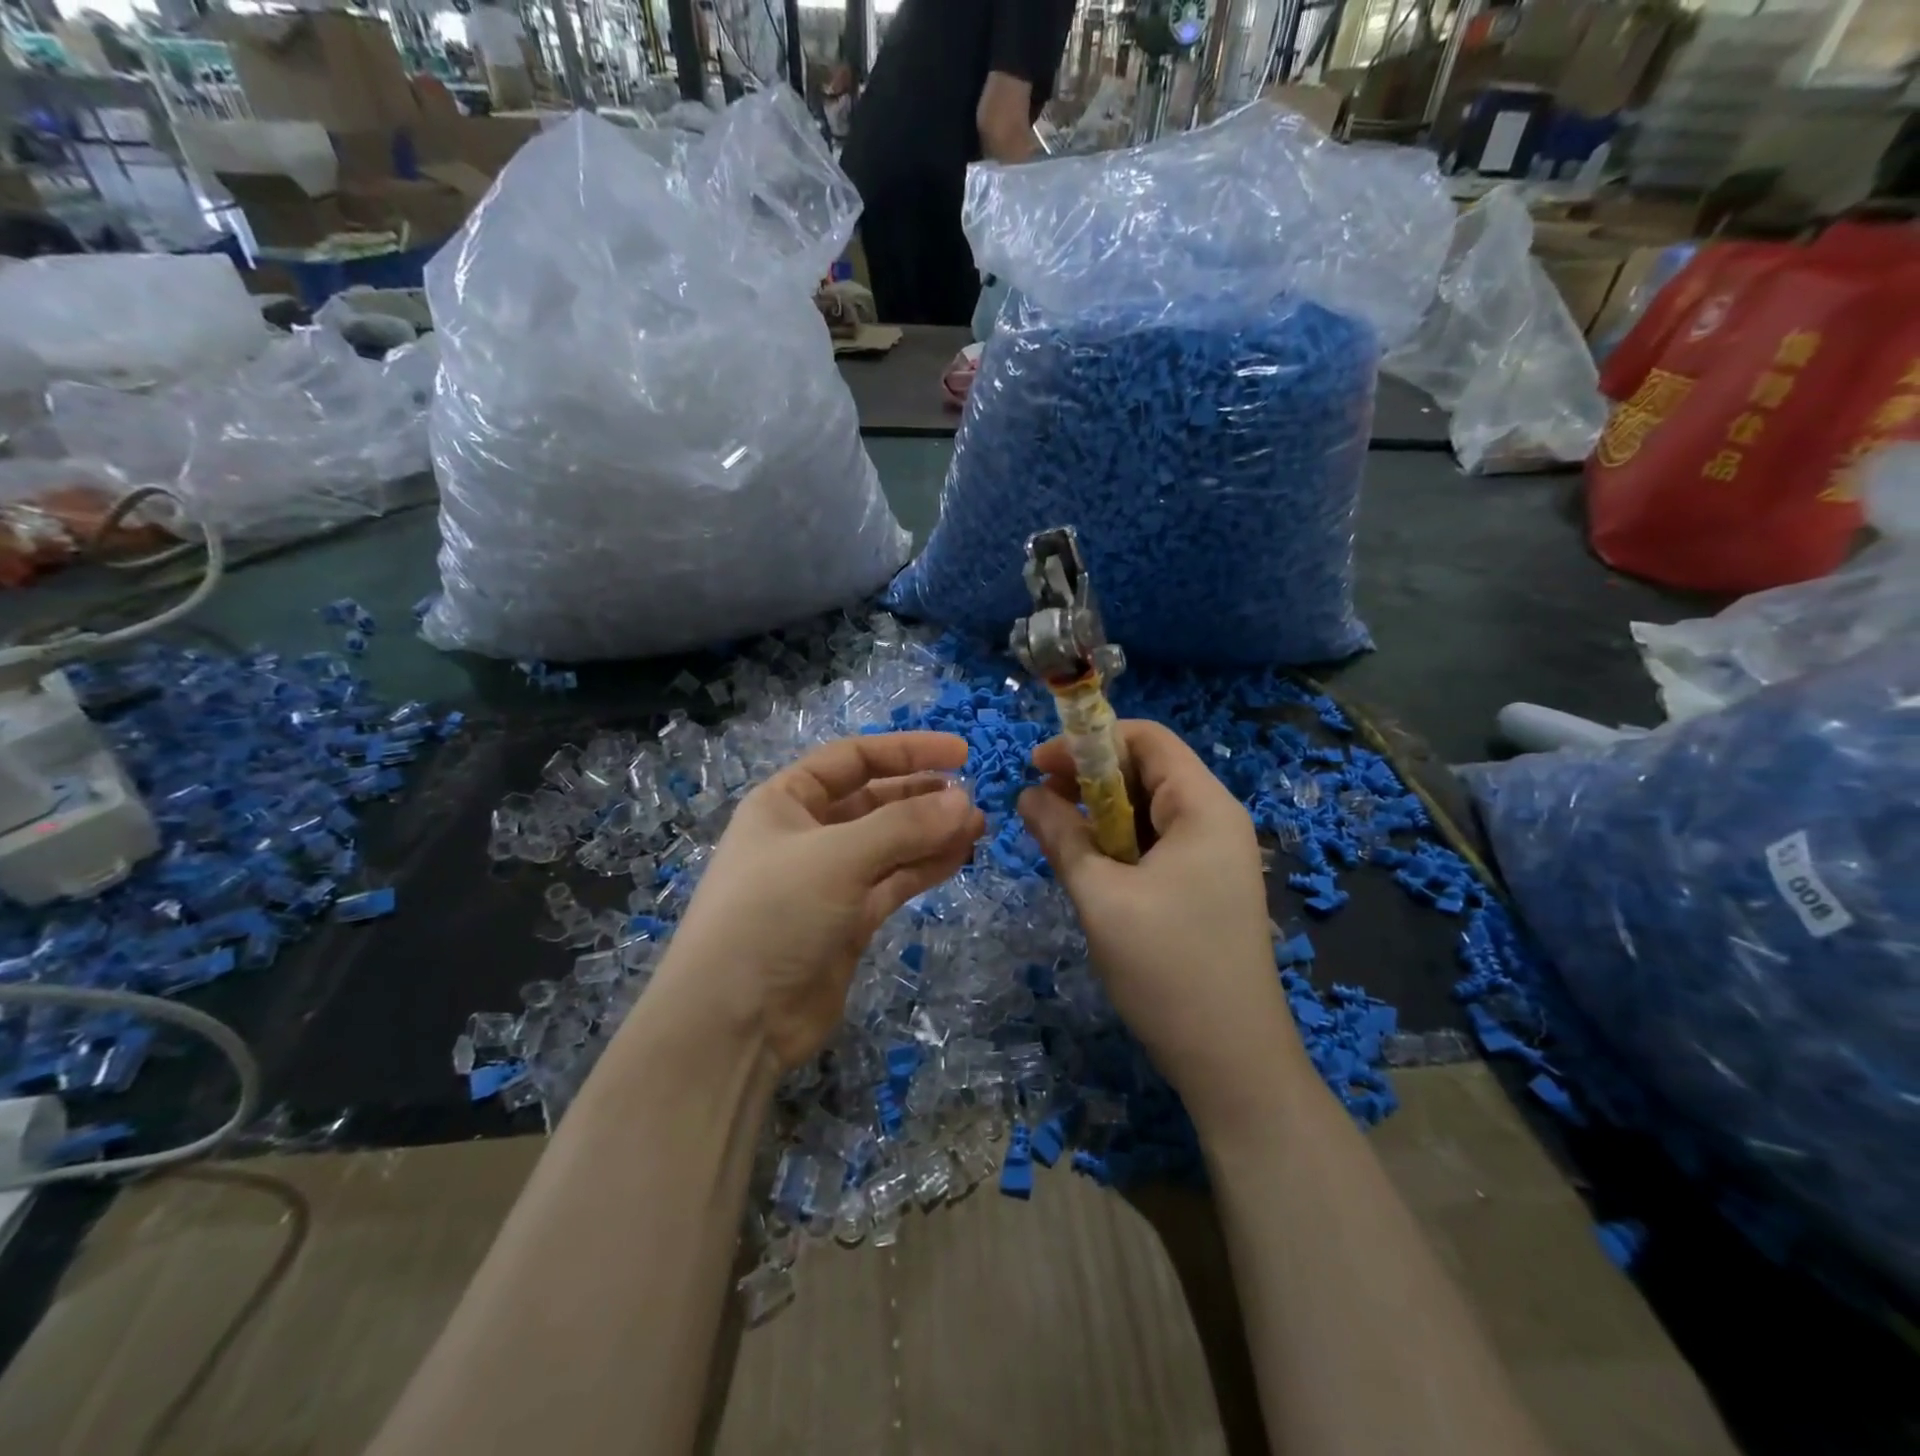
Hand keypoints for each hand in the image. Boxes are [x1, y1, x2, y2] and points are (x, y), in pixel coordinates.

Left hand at [653, 733, 984, 1071]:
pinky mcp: (849, 920)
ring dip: (931, 833)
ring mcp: (830, 879)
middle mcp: (808, 833)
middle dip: (923, 796)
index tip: (961, 753)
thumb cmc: (773, 914)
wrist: (735, 1022)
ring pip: (890, 843)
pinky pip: (894, 881)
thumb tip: (966, 803)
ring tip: (978, 827)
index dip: (907, 750)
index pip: (853, 758)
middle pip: (875, 800)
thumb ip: (904, 826)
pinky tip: (959, 856)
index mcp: (786, 801)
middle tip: (973, 801)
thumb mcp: (838, 857)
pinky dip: (925, 867)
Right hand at [1018, 721, 1298, 1120]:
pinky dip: (1118, 842)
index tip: (1039, 763)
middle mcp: (1216, 820)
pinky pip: (1155, 843)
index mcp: (1204, 807)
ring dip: (1100, 811)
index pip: (1148, 738)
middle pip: (1148, 770)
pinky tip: (1086, 861)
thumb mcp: (1101, 896)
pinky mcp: (1204, 886)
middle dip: (1090, 776)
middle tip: (1039, 798)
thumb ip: (1062, 836)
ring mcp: (1214, 855)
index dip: (1089, 741)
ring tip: (1054, 829)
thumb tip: (1026, 794)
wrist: (1232, 1061)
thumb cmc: (1167, 969)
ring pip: (1148, 809)